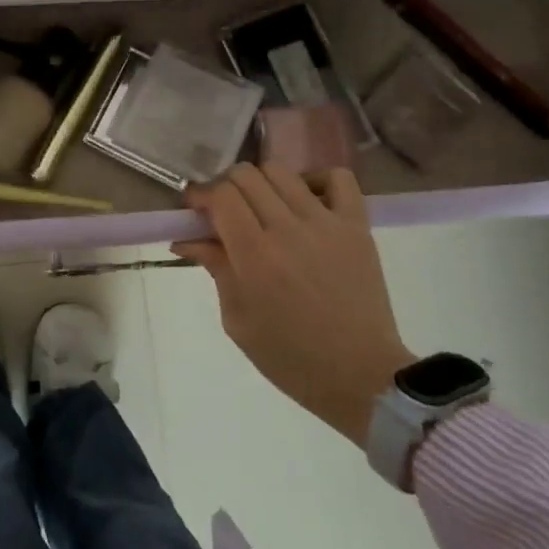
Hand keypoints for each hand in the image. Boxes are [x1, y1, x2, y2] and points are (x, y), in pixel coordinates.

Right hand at [174, 165, 413, 447]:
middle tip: (225, 212)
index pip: (221, 195)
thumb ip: (216, 269)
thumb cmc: (290, 357)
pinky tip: (306, 201)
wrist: (361, 377)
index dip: (201, 197)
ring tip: (263, 207)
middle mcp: (287, 229)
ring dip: (262, 182)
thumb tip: (186, 239)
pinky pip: (339, 179)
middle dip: (226, 187)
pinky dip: (317, 180)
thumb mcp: (238, 320)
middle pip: (246, 176)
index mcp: (254, 256)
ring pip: (282, 171)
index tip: (195, 211)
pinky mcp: (357, 227)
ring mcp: (326, 224)